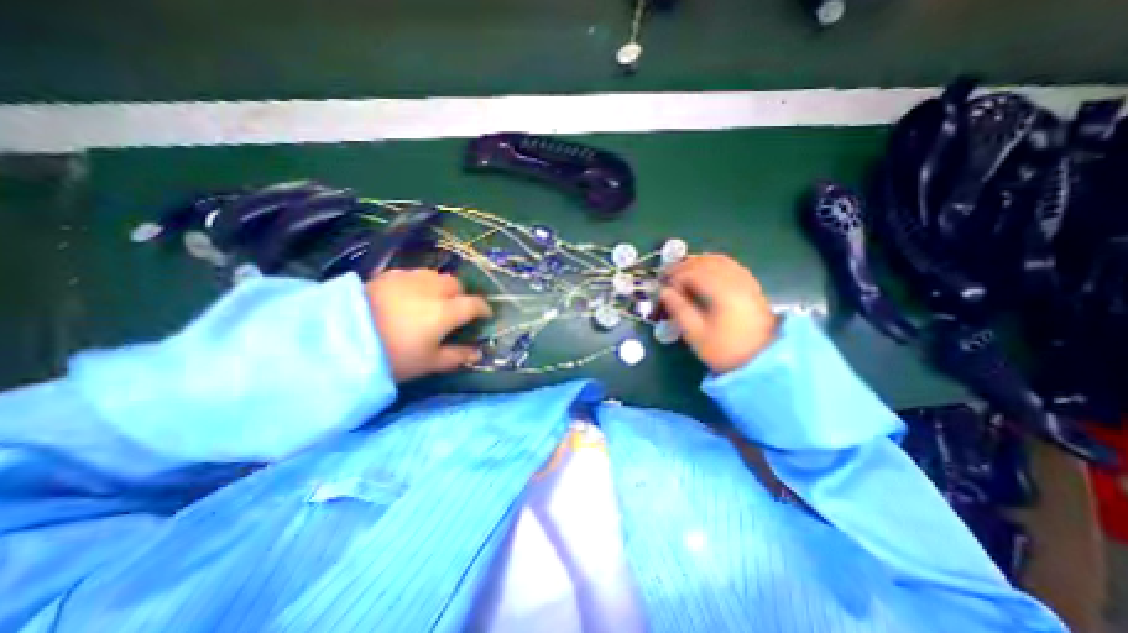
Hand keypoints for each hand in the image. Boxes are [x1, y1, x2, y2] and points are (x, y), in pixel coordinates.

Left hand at [364, 267, 492, 380]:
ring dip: (442, 287)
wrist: (339, 340)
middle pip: (456, 285)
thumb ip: (457, 356)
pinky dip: (420, 283)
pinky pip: (414, 274)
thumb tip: (478, 354)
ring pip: (436, 276)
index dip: (484, 309)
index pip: (475, 304)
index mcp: (446, 311)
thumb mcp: (428, 363)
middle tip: (456, 310)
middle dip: (462, 296)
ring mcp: (410, 279)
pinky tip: (411, 295)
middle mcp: (433, 289)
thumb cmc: (393, 356)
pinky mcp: (389, 276)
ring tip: (433, 300)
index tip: (486, 316)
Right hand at [664, 254, 775, 375]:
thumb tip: (664, 292)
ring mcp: (746, 282)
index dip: (674, 276)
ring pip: (719, 260)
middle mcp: (736, 281)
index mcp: (722, 292)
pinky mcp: (752, 286)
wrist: (762, 361)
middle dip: (684, 266)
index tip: (662, 286)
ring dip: (698, 263)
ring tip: (683, 273)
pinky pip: (730, 266)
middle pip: (707, 262)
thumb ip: (679, 309)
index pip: (693, 272)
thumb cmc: (724, 350)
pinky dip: (713, 265)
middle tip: (668, 277)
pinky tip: (704, 273)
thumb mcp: (696, 334)